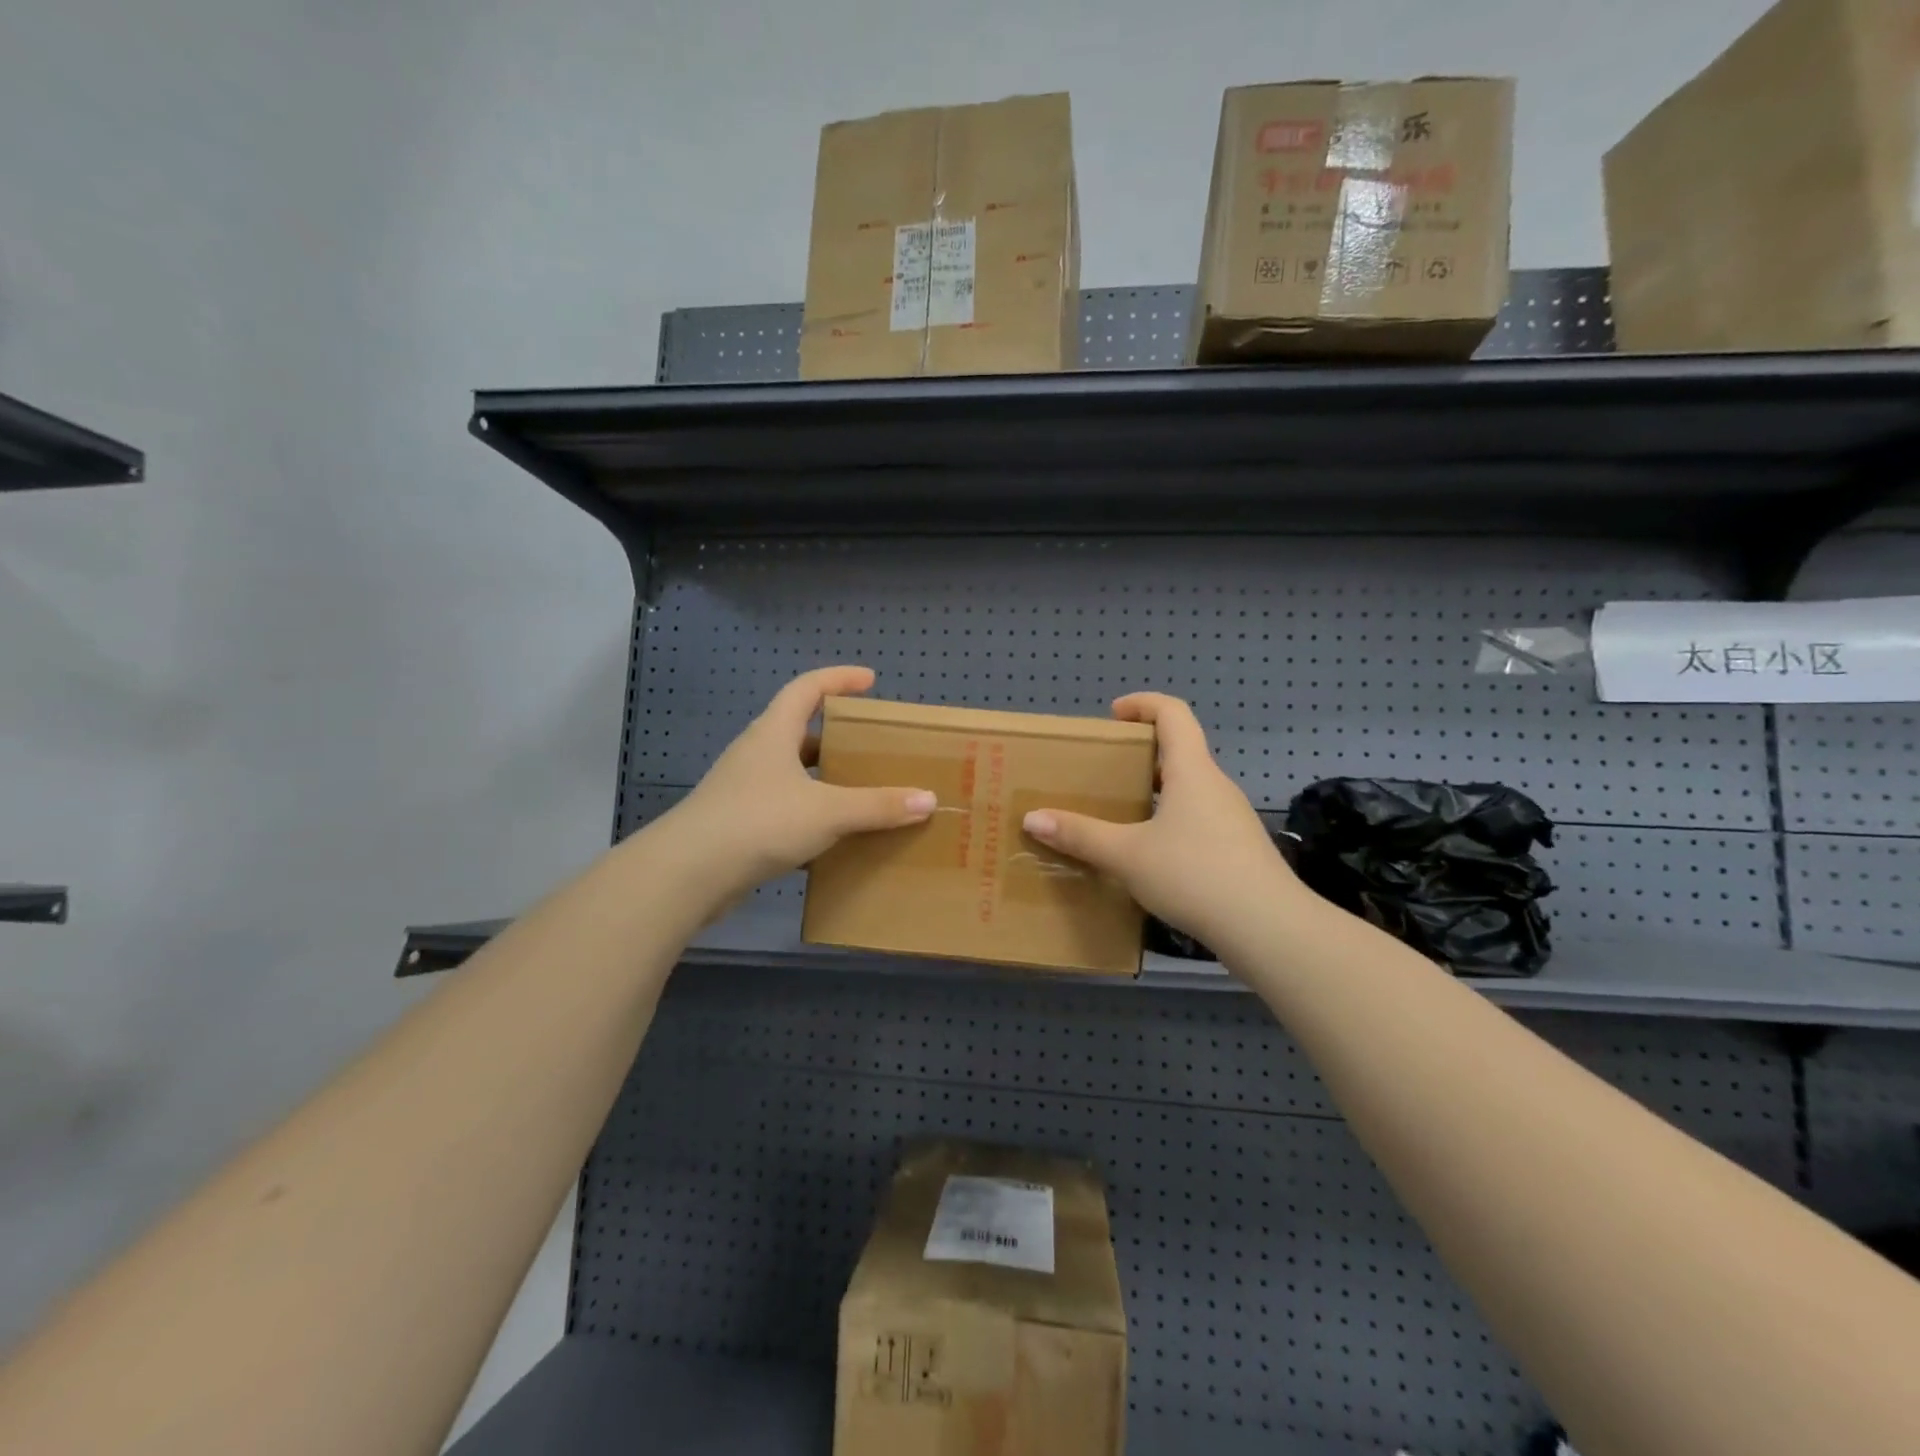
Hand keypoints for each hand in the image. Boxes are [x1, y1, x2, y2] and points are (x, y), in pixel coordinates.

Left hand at [662, 666, 935, 911]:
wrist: (689, 874)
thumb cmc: (759, 822)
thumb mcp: (827, 810)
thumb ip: (878, 805)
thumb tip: (928, 799)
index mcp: (773, 733)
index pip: (807, 688)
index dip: (838, 678)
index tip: (870, 681)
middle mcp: (756, 754)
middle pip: (798, 730)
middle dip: (835, 734)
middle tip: (870, 744)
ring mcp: (744, 789)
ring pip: (791, 774)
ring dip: (822, 778)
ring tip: (859, 791)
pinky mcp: (739, 824)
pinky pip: (784, 809)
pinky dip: (810, 816)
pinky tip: (833, 839)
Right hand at [1022, 694, 1304, 954]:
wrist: (1268, 928)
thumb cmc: (1195, 875)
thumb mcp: (1127, 855)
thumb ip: (1081, 835)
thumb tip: (1032, 818)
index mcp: (1192, 771)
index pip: (1173, 713)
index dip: (1143, 703)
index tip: (1113, 714)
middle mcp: (1216, 786)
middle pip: (1181, 751)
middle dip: (1142, 753)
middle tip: (1106, 771)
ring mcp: (1232, 819)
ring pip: (1190, 789)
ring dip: (1156, 791)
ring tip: (1121, 814)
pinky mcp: (1239, 849)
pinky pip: (1198, 819)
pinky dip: (1171, 821)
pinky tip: (1151, 856)